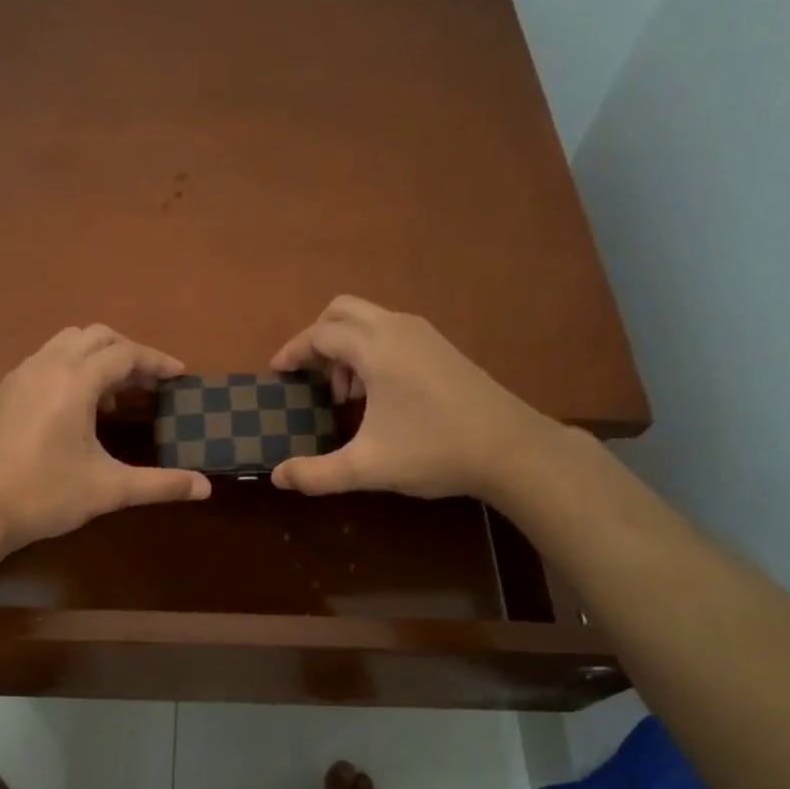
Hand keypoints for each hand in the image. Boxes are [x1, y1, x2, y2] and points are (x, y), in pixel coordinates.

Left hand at [0, 325, 209, 556]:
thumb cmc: (44, 495)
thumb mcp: (109, 489)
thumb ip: (160, 484)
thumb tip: (206, 488)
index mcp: (75, 381)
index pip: (126, 354)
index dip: (157, 362)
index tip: (180, 375)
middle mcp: (48, 365)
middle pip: (98, 336)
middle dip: (130, 353)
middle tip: (152, 384)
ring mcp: (22, 374)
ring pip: (69, 342)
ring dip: (100, 357)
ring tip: (118, 395)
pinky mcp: (8, 390)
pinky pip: (49, 358)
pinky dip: (74, 366)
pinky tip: (80, 406)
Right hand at [268, 296, 546, 498]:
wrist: (512, 449)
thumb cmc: (434, 450)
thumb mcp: (367, 467)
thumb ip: (316, 473)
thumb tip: (277, 477)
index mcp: (376, 348)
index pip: (320, 334)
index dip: (293, 352)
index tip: (277, 373)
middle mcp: (398, 328)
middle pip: (342, 311)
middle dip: (318, 339)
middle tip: (310, 377)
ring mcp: (425, 335)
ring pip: (369, 320)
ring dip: (346, 347)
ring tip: (346, 395)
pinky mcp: (442, 348)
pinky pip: (392, 332)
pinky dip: (371, 350)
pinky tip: (379, 394)